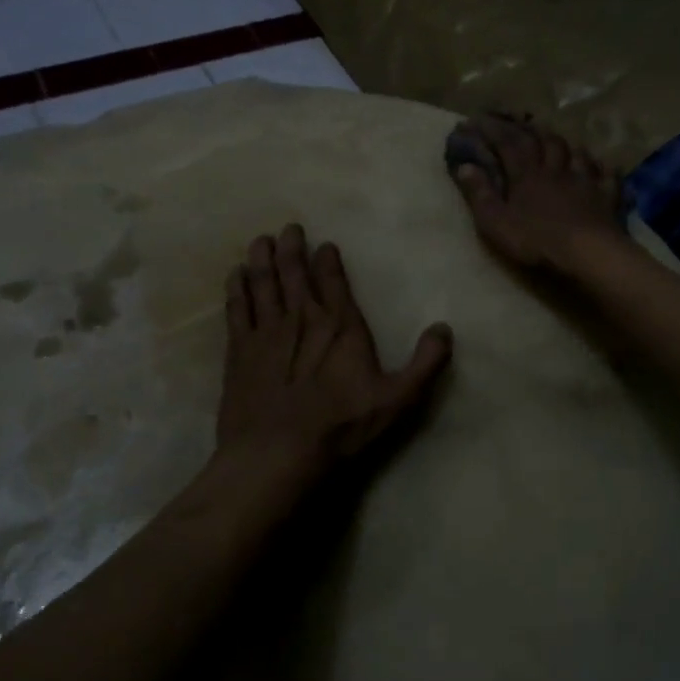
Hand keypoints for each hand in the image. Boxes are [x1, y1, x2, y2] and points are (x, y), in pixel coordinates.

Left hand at [214, 224, 452, 495]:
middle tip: (288, 228)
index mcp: (340, 326)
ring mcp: (266, 331)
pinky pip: (236, 308)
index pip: (334, 281)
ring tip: (260, 240)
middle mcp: (302, 318)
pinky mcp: (239, 350)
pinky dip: (236, 288)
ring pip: (262, 282)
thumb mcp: (396, 399)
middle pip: (294, 272)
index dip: (328, 260)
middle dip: (291, 247)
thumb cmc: (339, 426)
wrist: (277, 452)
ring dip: (261, 258)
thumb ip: (424, 364)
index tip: (324, 245)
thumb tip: (445, 329)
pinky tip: (234, 275)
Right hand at [447, 114, 627, 274]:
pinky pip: (607, 175)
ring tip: (558, 139)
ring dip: (564, 143)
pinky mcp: (607, 196)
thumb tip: (464, 166)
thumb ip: (480, 194)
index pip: (507, 144)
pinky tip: (602, 167)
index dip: (492, 130)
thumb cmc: (536, 240)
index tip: (477, 120)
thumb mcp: (495, 222)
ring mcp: (585, 181)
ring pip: (575, 152)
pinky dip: (602, 168)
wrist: (587, 253)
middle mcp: (555, 170)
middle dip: (529, 129)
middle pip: (543, 141)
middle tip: (520, 122)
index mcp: (526, 175)